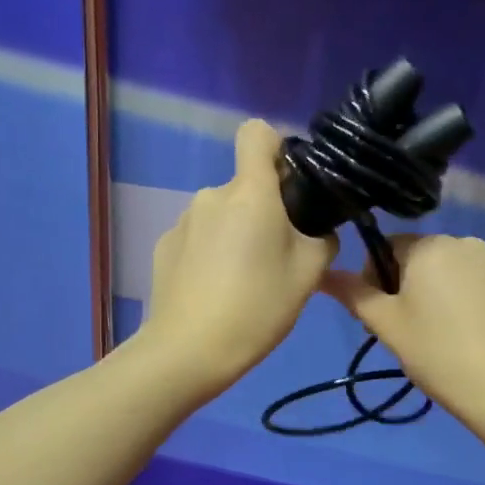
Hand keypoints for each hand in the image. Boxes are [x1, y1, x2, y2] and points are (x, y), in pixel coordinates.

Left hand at [141, 119, 337, 394]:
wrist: (188, 351)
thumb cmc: (257, 307)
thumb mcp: (309, 274)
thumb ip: (321, 239)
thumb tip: (315, 231)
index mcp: (249, 192)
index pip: (257, 133)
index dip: (277, 148)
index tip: (289, 183)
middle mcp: (211, 195)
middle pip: (244, 187)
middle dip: (262, 211)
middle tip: (275, 258)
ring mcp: (182, 221)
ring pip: (220, 215)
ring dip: (234, 235)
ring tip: (242, 283)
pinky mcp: (163, 247)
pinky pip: (197, 238)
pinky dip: (208, 254)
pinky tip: (213, 291)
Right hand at [321, 234, 484, 426]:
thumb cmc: (434, 350)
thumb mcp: (383, 322)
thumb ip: (351, 292)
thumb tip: (322, 274)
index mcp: (430, 245)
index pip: (385, 246)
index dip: (373, 277)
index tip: (377, 313)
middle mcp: (463, 243)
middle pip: (416, 257)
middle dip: (401, 285)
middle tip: (400, 328)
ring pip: (444, 271)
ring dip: (428, 293)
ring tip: (429, 334)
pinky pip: (469, 285)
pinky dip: (456, 302)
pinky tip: (458, 335)